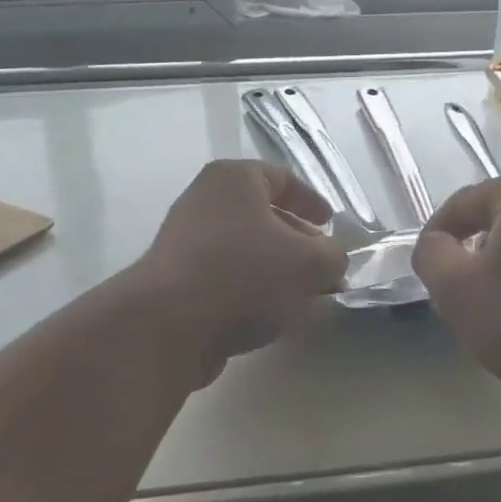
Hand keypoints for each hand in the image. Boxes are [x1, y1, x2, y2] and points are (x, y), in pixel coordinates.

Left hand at [133, 159, 346, 372]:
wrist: (168, 324)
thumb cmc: (244, 274)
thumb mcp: (309, 263)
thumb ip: (332, 257)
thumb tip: (330, 262)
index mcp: (234, 178)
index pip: (281, 178)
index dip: (311, 200)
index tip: (330, 223)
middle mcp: (204, 199)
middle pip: (262, 214)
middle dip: (297, 241)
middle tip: (322, 266)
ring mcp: (184, 239)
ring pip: (244, 248)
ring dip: (275, 269)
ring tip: (302, 296)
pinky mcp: (175, 278)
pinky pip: (224, 275)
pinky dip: (250, 288)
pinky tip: (269, 315)